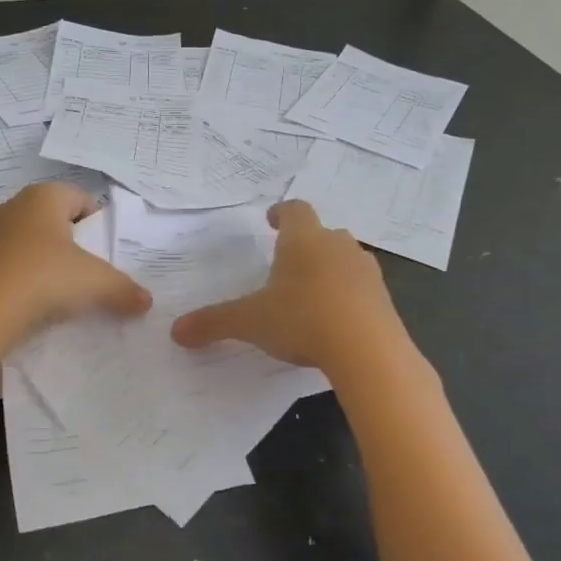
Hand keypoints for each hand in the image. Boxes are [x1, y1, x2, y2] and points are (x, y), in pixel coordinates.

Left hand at [0, 181, 151, 348]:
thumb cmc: (44, 279)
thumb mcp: (96, 283)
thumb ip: (125, 289)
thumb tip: (146, 301)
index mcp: (43, 196)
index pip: (81, 198)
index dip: (98, 224)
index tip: (104, 254)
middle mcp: (13, 206)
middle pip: (55, 220)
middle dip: (73, 244)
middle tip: (88, 273)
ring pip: (30, 242)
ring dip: (47, 262)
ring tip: (61, 293)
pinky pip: (10, 264)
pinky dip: (24, 279)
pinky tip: (33, 304)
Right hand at [170, 200, 405, 370]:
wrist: (368, 350)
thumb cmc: (302, 319)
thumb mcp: (250, 322)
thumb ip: (214, 323)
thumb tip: (176, 331)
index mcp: (303, 239)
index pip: (294, 210)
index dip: (281, 213)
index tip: (272, 220)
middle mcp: (337, 246)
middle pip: (322, 233)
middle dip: (305, 244)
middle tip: (287, 262)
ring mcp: (365, 271)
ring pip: (345, 259)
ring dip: (329, 269)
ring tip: (310, 292)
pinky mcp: (384, 299)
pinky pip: (361, 288)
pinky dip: (347, 296)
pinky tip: (334, 320)